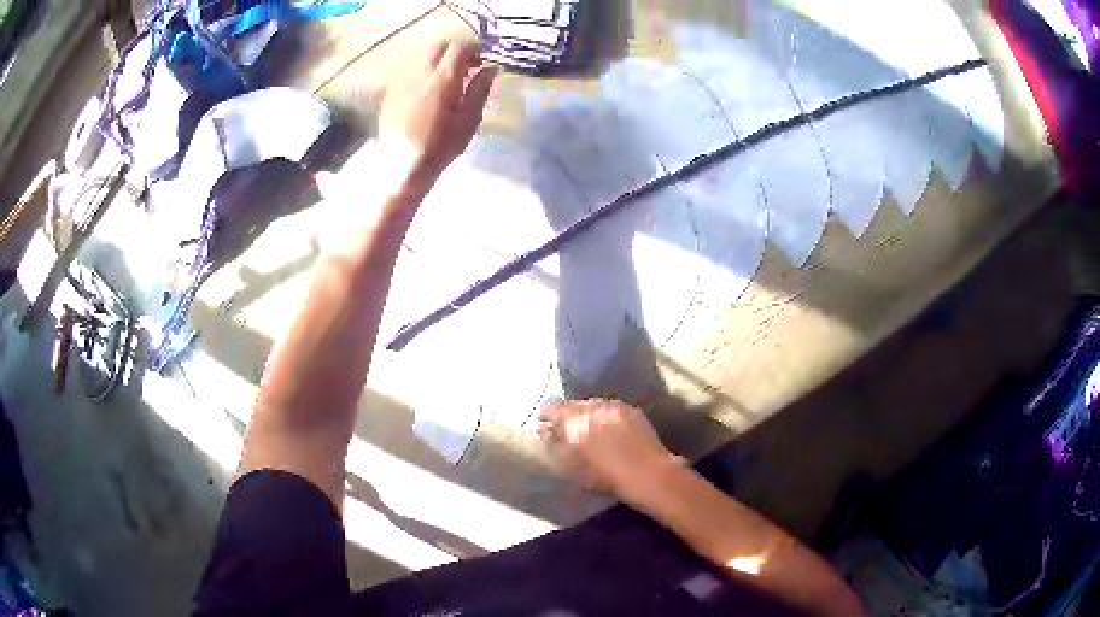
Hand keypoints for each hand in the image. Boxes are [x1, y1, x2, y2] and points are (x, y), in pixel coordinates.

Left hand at [379, 39, 497, 195]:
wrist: (403, 168)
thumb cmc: (441, 147)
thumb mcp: (469, 120)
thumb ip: (480, 90)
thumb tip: (491, 68)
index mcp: (442, 80)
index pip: (460, 48)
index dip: (474, 48)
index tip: (483, 58)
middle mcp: (419, 74)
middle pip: (439, 47)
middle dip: (455, 52)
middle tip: (467, 67)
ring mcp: (401, 82)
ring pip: (422, 58)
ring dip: (438, 62)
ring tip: (447, 81)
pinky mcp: (390, 93)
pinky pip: (409, 73)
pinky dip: (423, 74)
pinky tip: (428, 93)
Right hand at [539, 399, 679, 499]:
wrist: (648, 474)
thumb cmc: (605, 476)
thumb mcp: (572, 465)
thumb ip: (554, 444)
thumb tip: (543, 430)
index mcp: (574, 420)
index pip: (552, 408)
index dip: (546, 416)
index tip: (544, 425)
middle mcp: (593, 406)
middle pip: (573, 404)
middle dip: (568, 415)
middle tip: (567, 430)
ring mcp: (614, 405)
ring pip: (593, 404)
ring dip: (587, 414)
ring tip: (589, 429)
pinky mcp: (631, 409)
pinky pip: (611, 408)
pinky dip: (605, 415)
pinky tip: (608, 429)